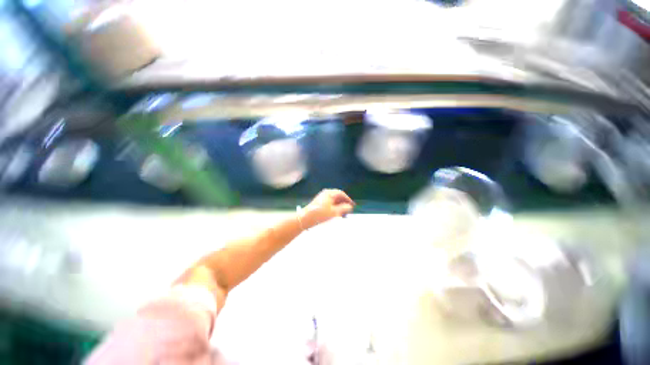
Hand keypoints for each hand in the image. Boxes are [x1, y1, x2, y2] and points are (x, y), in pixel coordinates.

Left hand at [300, 189, 354, 229]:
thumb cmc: (320, 214)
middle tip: (348, 210)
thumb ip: (344, 208)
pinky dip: (334, 208)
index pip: (341, 193)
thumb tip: (349, 206)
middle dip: (344, 203)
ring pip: (333, 201)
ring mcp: (322, 198)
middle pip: (337, 197)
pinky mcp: (319, 203)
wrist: (305, 219)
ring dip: (339, 206)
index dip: (348, 199)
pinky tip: (336, 214)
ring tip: (343, 213)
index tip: (353, 205)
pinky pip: (329, 204)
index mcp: (329, 193)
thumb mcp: (334, 212)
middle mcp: (325, 194)